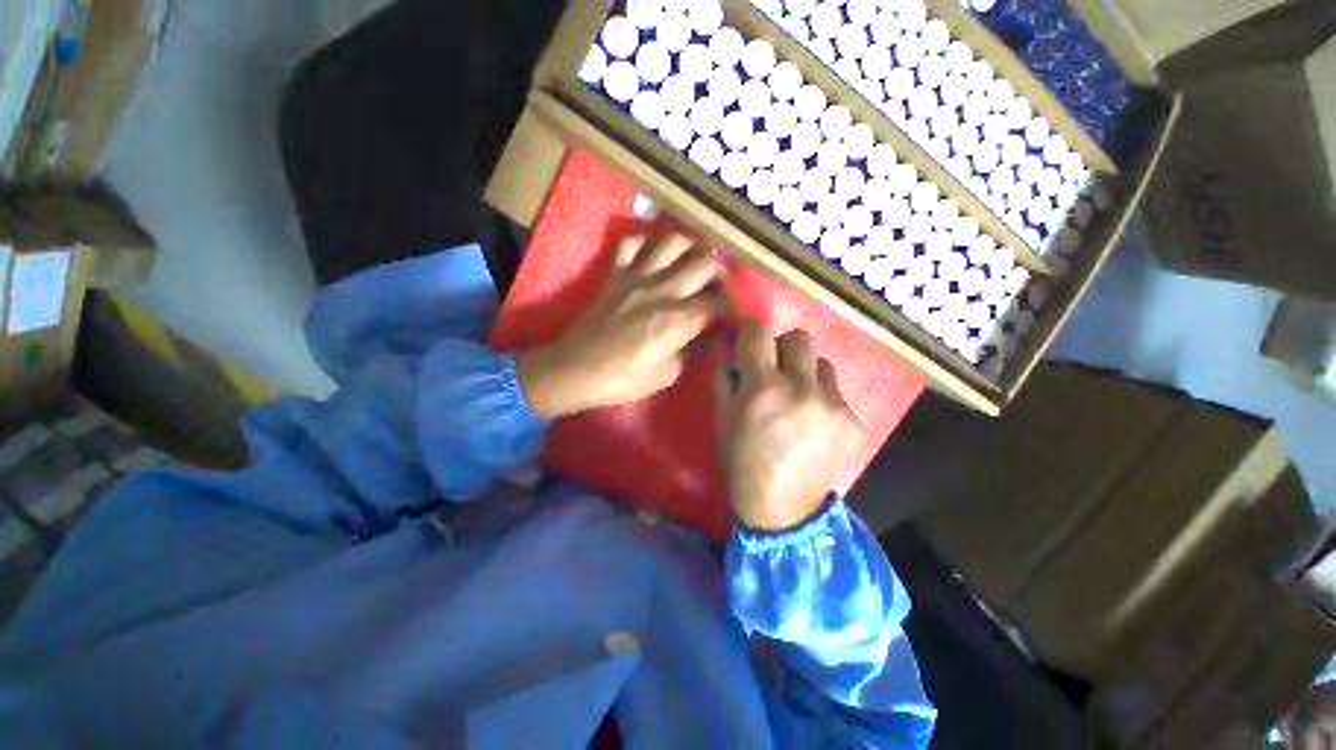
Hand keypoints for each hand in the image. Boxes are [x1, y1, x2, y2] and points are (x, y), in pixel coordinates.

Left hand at [519, 233, 725, 419]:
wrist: (576, 369)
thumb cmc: (624, 379)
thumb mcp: (667, 374)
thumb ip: (694, 351)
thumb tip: (713, 336)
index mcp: (678, 320)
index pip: (719, 302)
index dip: (732, 306)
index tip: (734, 312)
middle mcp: (663, 290)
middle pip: (704, 264)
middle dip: (720, 272)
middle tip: (720, 284)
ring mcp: (637, 277)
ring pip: (672, 242)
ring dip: (691, 246)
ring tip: (696, 257)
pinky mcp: (616, 273)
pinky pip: (632, 242)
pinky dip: (647, 241)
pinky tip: (655, 251)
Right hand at [716, 323, 863, 531]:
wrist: (783, 510)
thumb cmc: (742, 463)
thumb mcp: (722, 419)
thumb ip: (726, 378)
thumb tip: (731, 350)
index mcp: (762, 388)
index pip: (759, 332)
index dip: (752, 331)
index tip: (751, 340)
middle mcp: (801, 388)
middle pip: (799, 337)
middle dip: (783, 348)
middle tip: (776, 369)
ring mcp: (832, 404)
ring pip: (822, 363)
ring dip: (806, 372)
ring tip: (799, 397)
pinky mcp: (853, 421)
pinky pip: (836, 391)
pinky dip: (823, 398)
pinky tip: (814, 423)